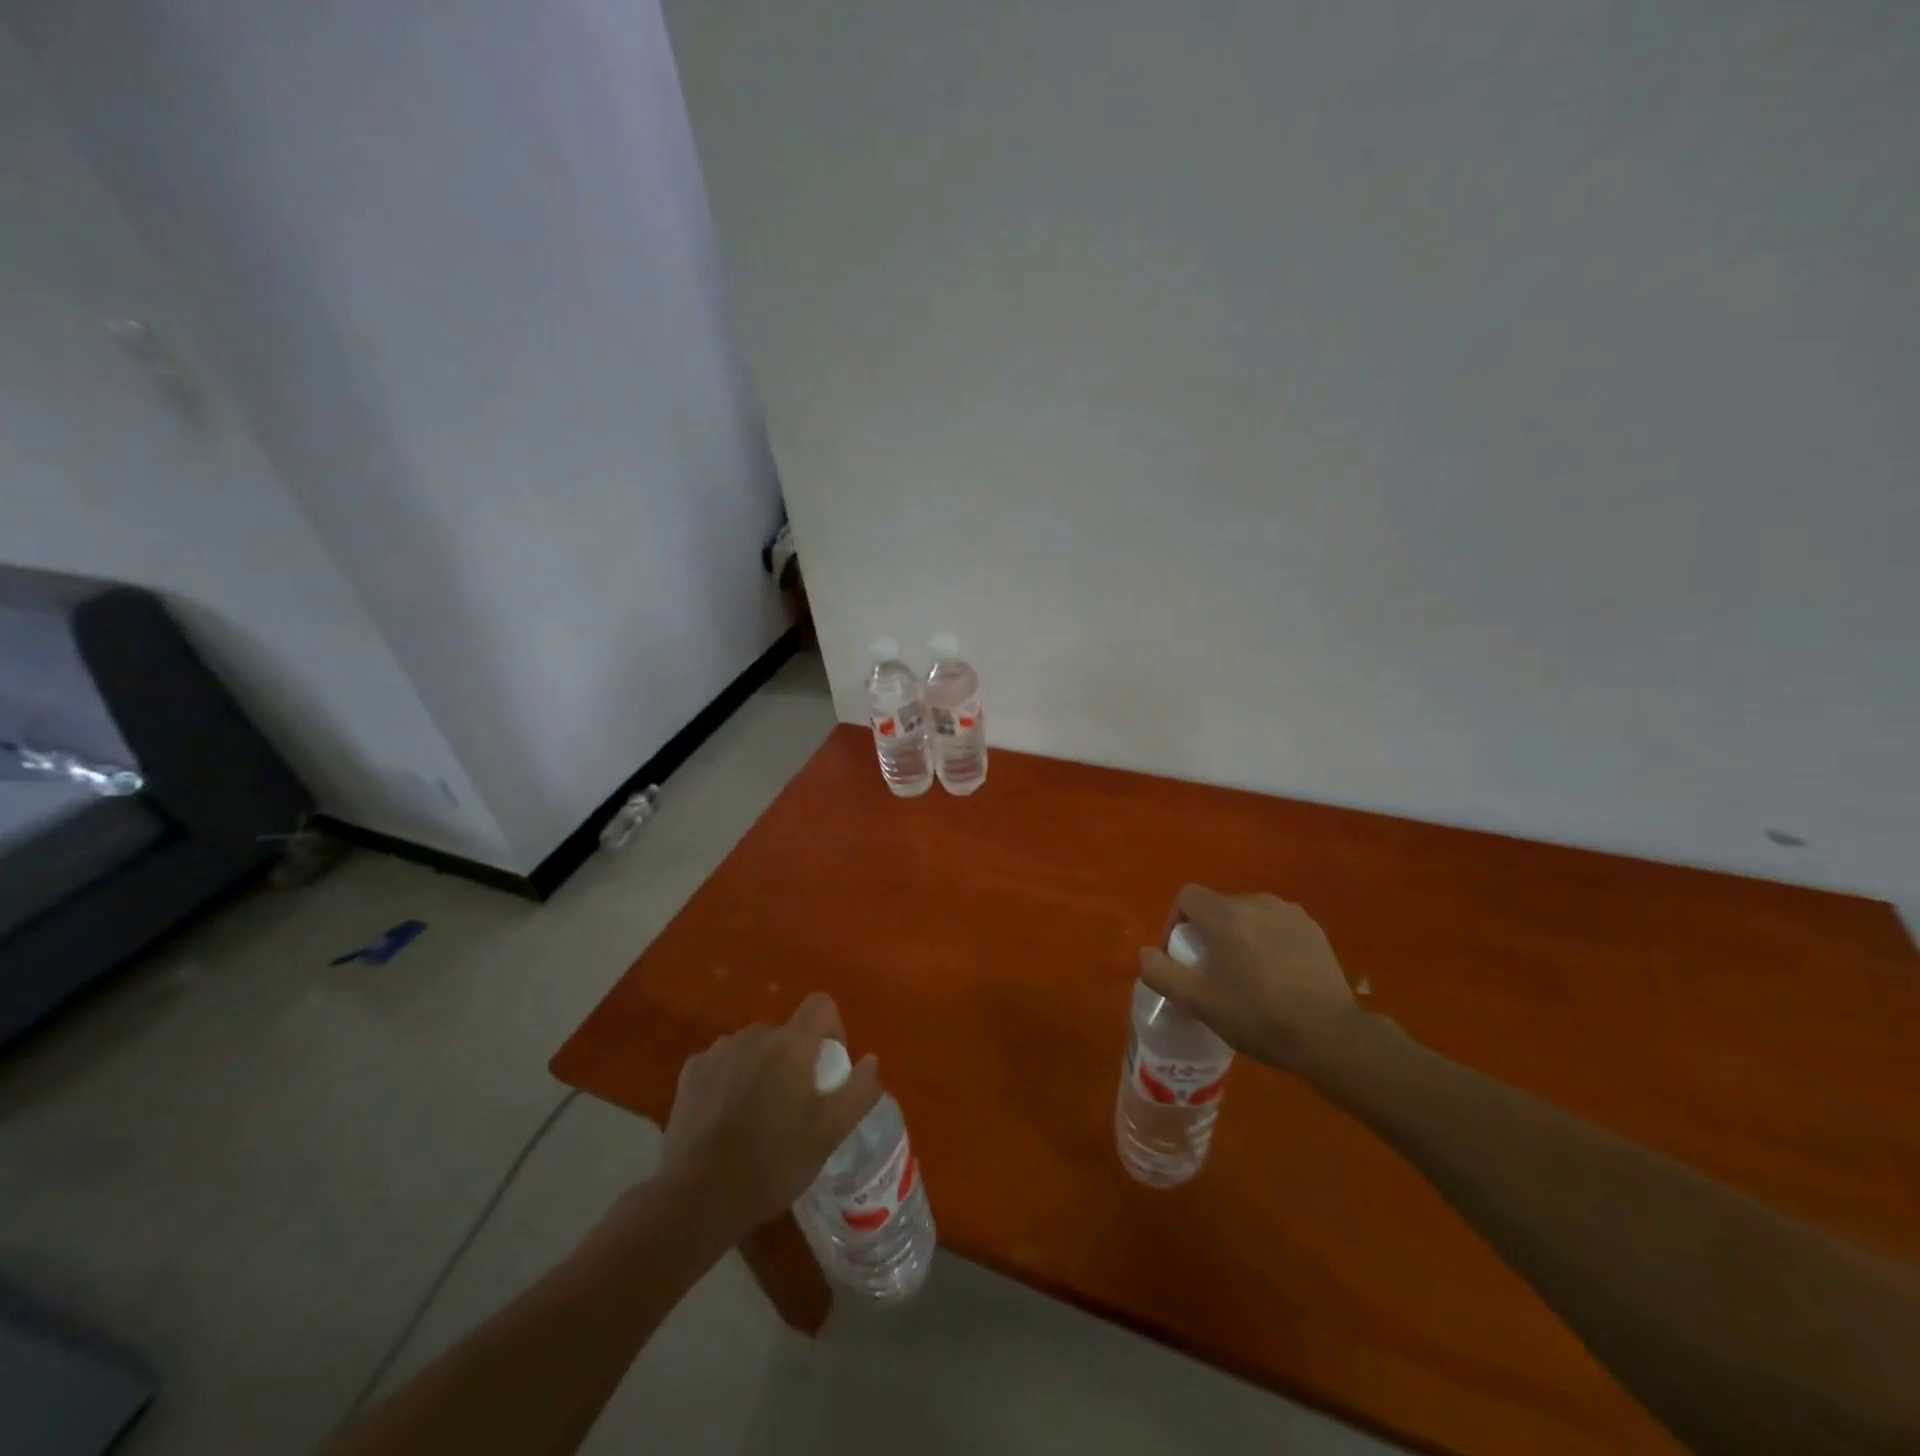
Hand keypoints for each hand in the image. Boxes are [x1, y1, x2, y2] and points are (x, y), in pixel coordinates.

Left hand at [657, 993, 880, 1239]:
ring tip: (759, 1115)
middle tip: (795, 1105)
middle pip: (787, 1032)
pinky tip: (726, 1118)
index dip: (833, 1028)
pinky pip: (723, 1063)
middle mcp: (754, 1035)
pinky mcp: (690, 1072)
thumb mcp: (830, 1133)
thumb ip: (859, 1091)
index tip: (830, 1068)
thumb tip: (870, 1060)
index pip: (821, 1005)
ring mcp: (718, 1051)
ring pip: (754, 1047)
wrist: (696, 1199)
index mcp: (791, 1044)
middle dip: (796, 1058)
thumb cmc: (773, 1163)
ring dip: (763, 1068)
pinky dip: (731, 1080)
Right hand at [1139, 886, 1364, 1074]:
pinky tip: (1276, 974)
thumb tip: (1145, 953)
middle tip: (1212, 972)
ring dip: (1238, 935)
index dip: (1175, 922)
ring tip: (1245, 973)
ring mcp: (1290, 913)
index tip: (1182, 956)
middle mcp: (1258, 902)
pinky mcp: (1313, 929)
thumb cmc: (1259, 1017)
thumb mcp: (1200, 1003)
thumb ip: (1163, 973)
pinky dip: (1267, 940)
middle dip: (1207, 933)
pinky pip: (1276, 924)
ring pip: (1248, 914)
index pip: (1187, 896)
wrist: (1332, 1037)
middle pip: (1217, 906)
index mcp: (1226, 915)